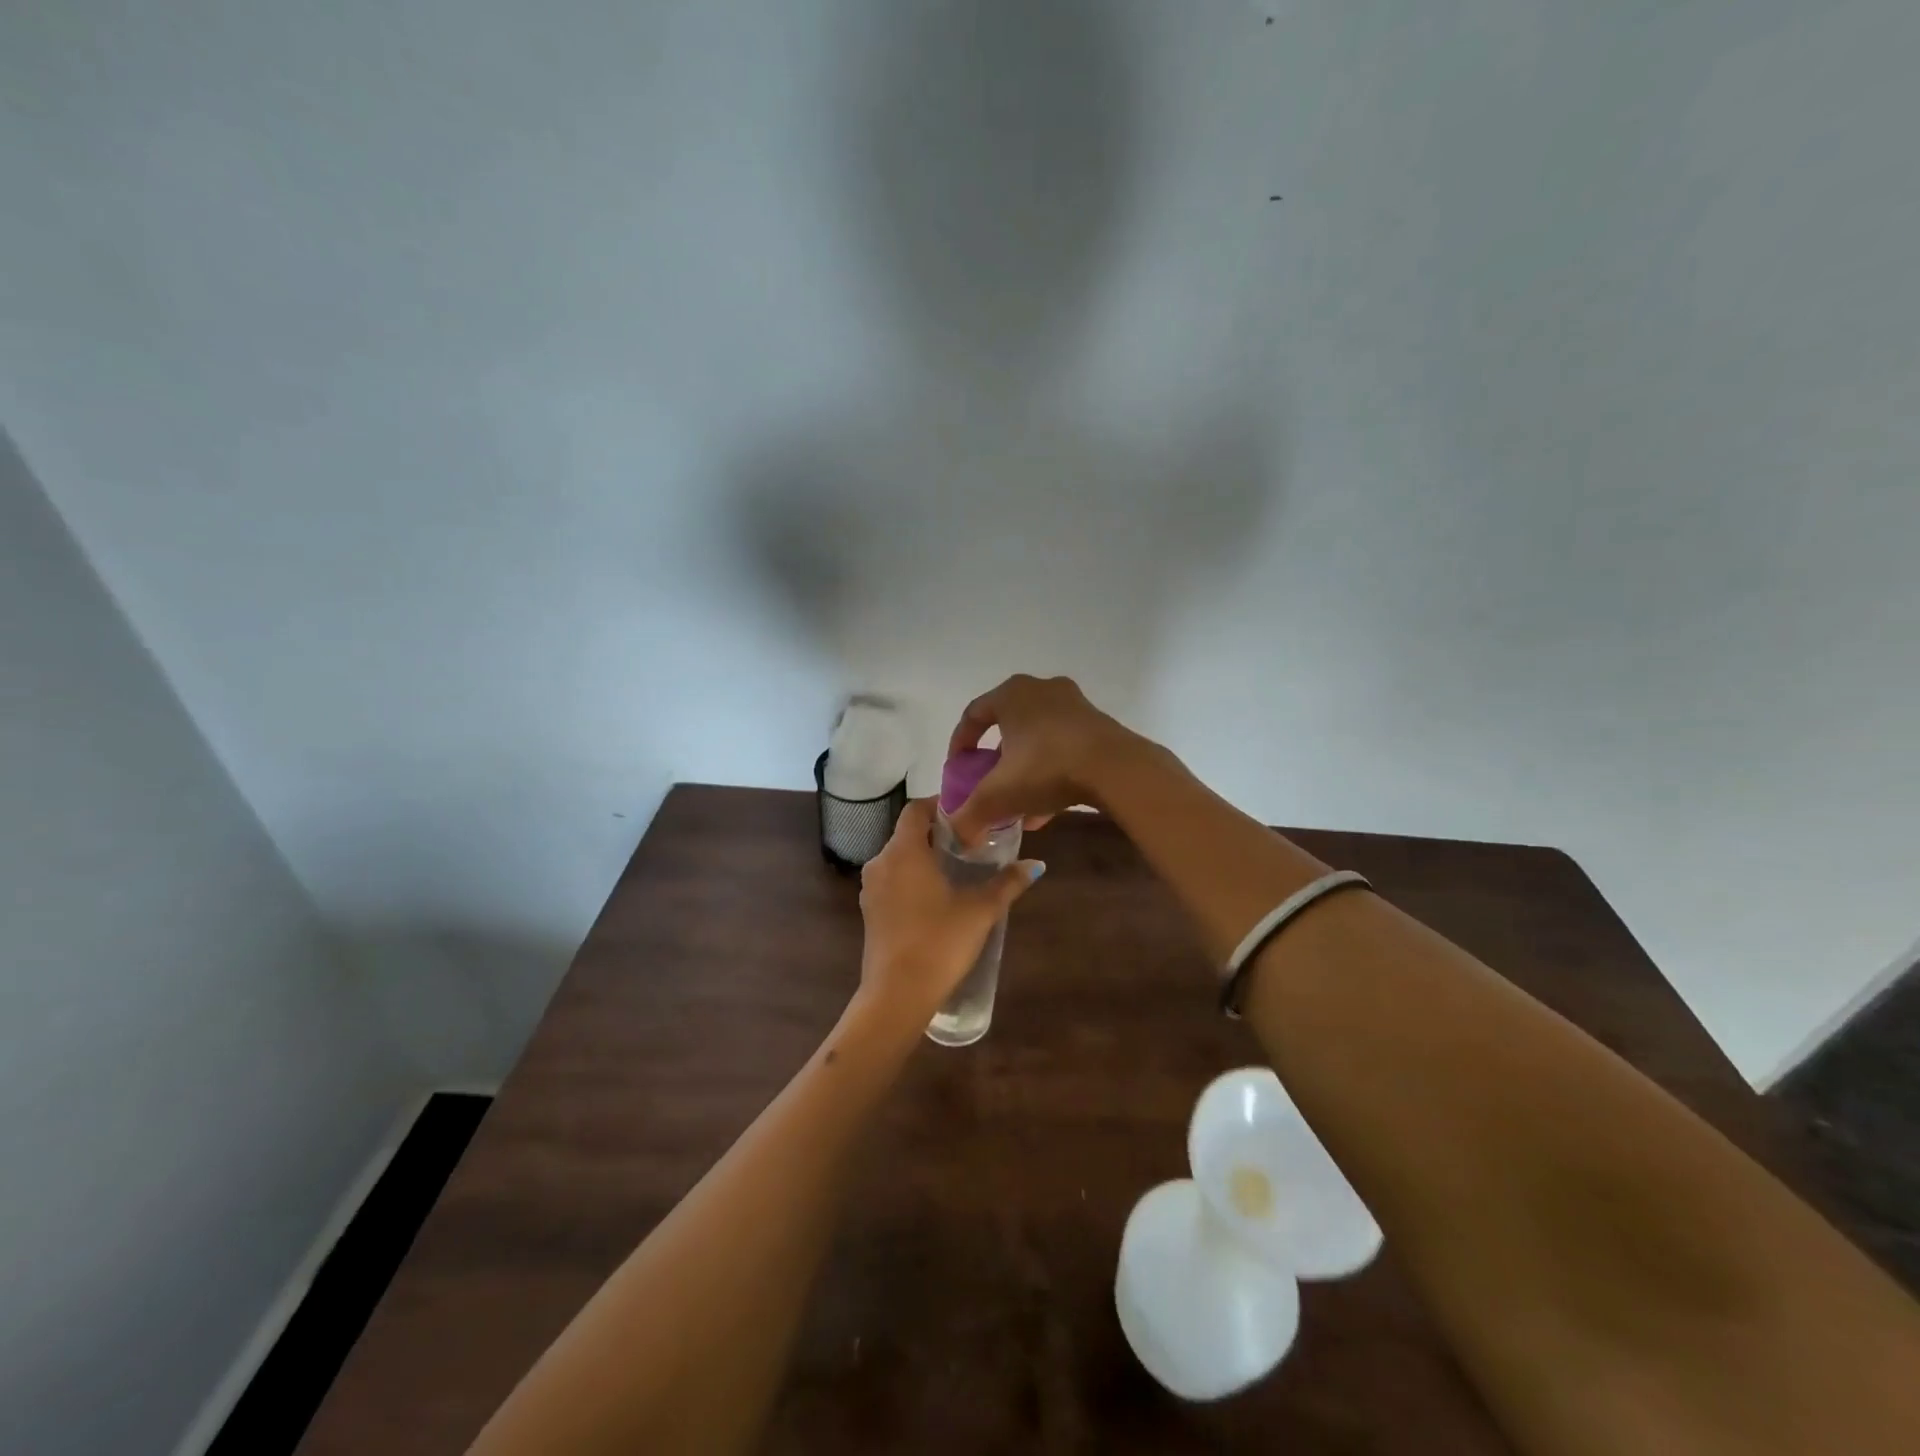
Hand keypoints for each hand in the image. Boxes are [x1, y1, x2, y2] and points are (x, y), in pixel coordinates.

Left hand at [857, 799, 1043, 1021]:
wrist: (897, 995)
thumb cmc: (939, 942)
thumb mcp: (980, 910)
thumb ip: (1008, 883)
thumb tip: (1036, 864)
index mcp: (904, 851)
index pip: (916, 809)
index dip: (939, 805)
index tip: (966, 813)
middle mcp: (881, 861)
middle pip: (908, 833)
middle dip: (937, 834)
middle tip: (970, 843)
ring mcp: (870, 888)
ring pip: (899, 858)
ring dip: (924, 857)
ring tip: (957, 869)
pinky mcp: (869, 911)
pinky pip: (892, 881)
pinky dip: (911, 879)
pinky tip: (936, 897)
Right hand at [945, 674, 1142, 844]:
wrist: (1117, 769)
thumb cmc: (1047, 767)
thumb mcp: (999, 795)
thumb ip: (970, 814)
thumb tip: (955, 835)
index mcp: (1011, 694)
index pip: (973, 714)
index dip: (960, 744)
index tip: (957, 771)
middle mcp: (1041, 690)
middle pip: (1007, 726)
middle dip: (995, 761)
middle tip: (989, 785)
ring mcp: (1074, 705)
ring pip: (1037, 739)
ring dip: (1024, 771)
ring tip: (1019, 806)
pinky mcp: (1098, 724)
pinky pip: (1062, 746)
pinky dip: (1050, 772)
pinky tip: (1047, 808)